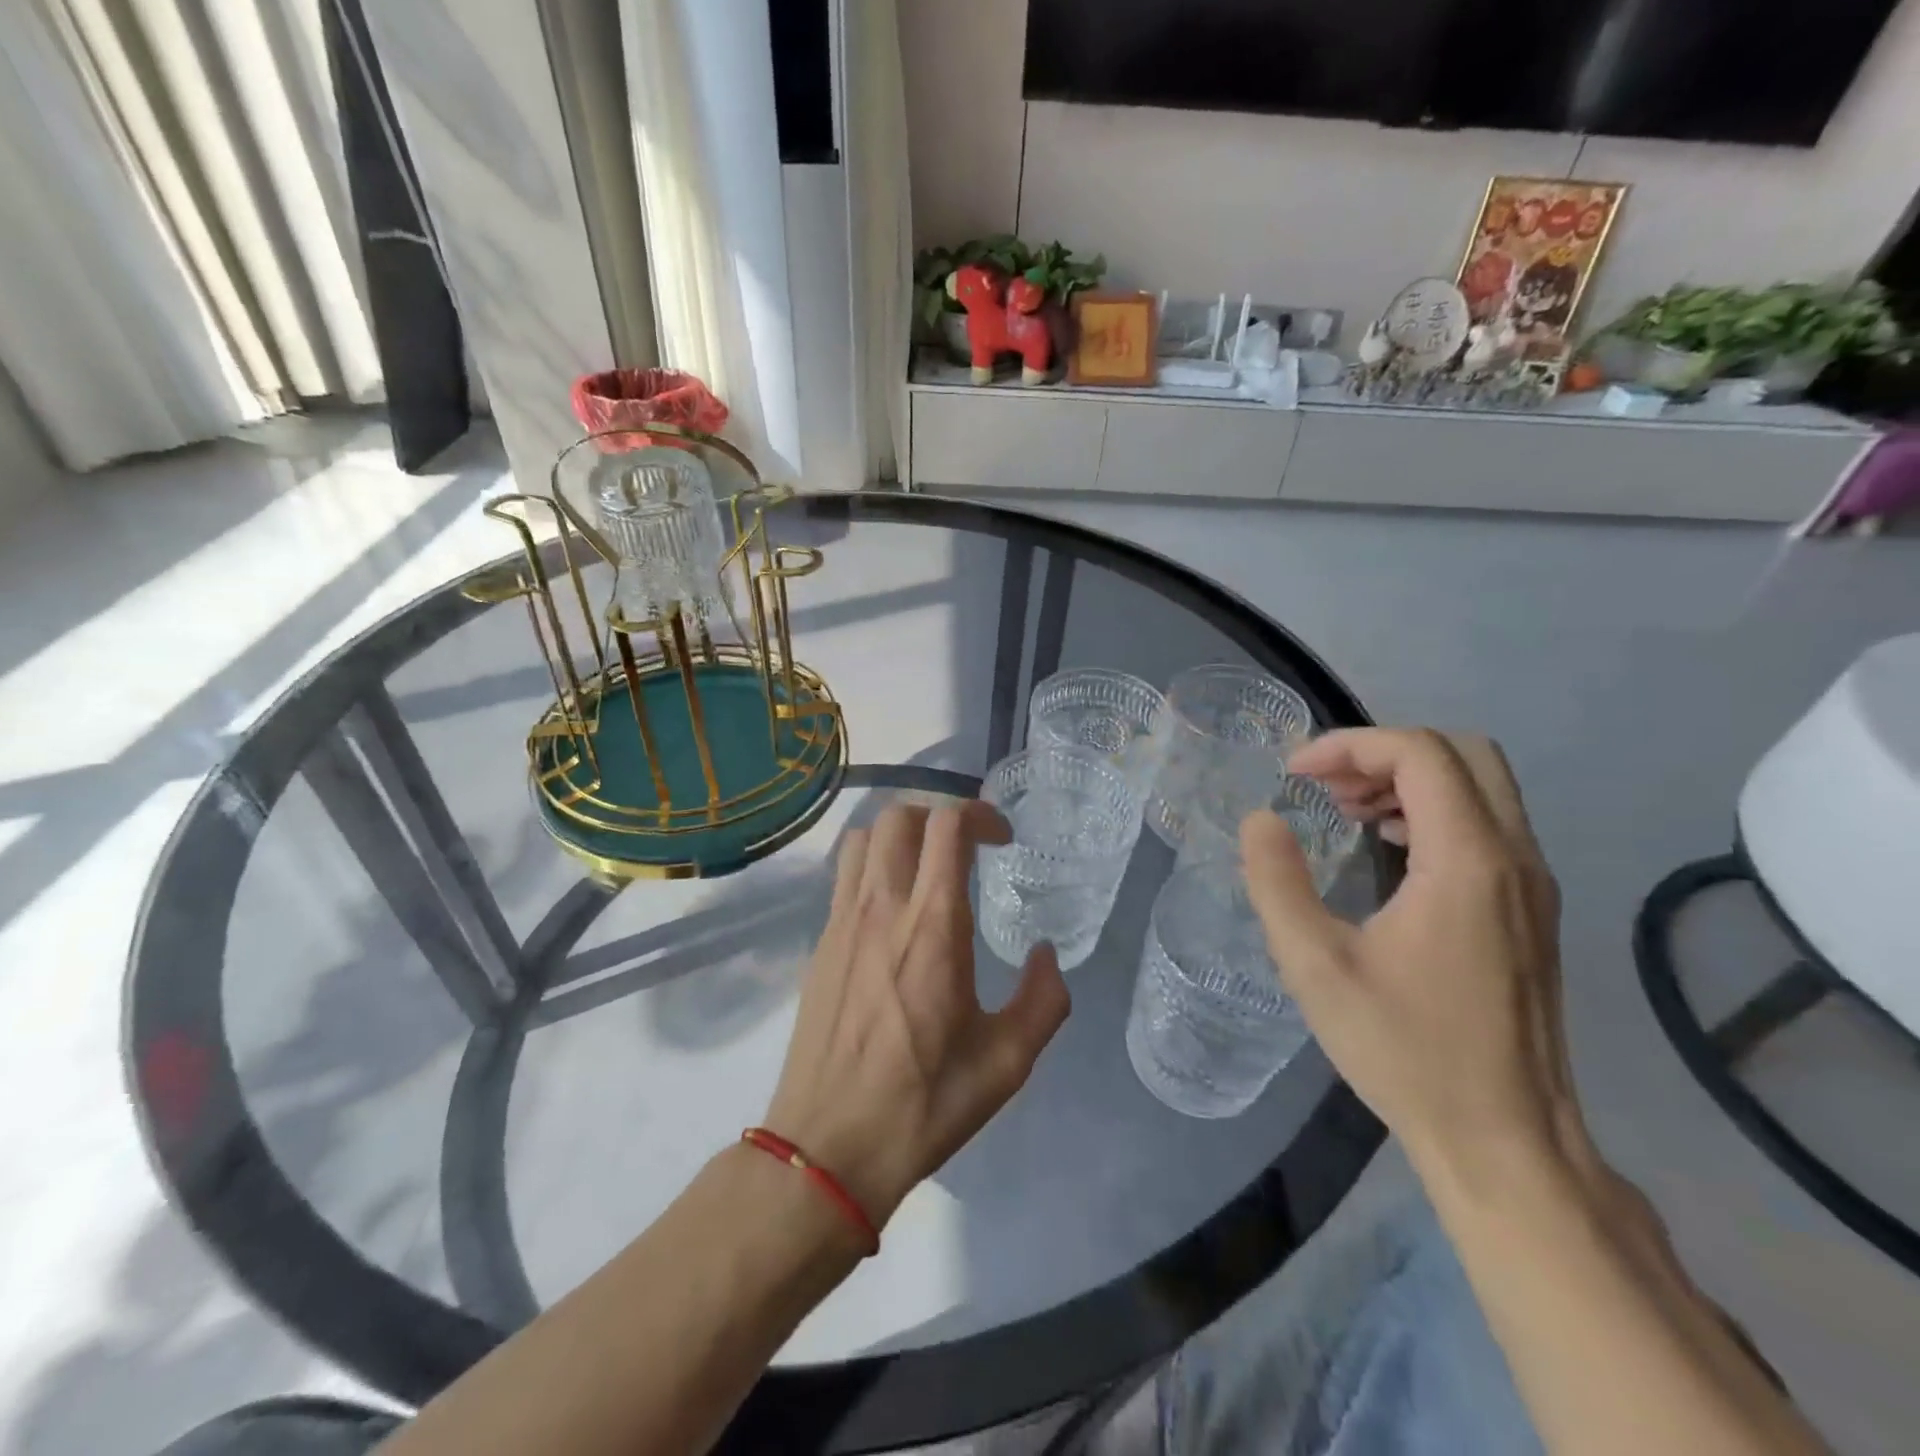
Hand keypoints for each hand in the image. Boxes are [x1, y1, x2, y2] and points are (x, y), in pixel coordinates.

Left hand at [764, 800, 1070, 1227]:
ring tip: (927, 867)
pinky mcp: (819, 944)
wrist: (827, 1148)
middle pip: (899, 816)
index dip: (978, 814)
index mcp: (932, 927)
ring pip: (863, 837)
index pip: (946, 828)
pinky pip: (845, 876)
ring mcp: (841, 922)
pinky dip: (873, 865)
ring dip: (900, 834)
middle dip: (938, 814)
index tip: (1002, 839)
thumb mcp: (1007, 1063)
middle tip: (966, 847)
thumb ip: (1043, 1000)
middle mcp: (881, 908)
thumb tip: (1046, 954)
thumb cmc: (923, 1103)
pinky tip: (893, 910)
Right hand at [1241, 729, 1581, 1182]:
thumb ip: (1277, 882)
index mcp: (1467, 862)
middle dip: (1383, 753)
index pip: (1420, 754)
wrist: (1506, 1141)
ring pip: (1481, 787)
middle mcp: (1514, 859)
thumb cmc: (1405, 1050)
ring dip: (1408, 779)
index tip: (1294, 774)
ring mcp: (1532, 885)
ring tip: (1345, 811)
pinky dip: (1432, 810)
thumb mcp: (1315, 965)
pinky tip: (1388, 849)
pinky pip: (1487, 825)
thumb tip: (1260, 820)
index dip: (1349, 747)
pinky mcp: (1532, 911)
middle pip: (1463, 754)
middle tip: (1325, 785)